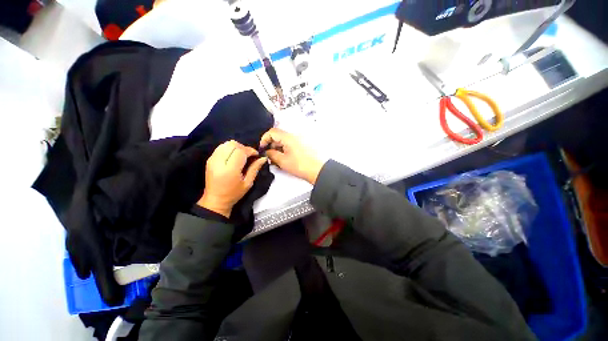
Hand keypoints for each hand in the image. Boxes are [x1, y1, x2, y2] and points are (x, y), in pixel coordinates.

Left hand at [197, 140, 267, 217]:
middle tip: (249, 155)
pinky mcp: (209, 159)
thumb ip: (255, 168)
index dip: (250, 150)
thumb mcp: (248, 183)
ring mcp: (212, 160)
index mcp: (230, 170)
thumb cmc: (234, 194)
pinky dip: (229, 148)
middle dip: (244, 147)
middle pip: (232, 144)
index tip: (256, 155)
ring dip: (236, 147)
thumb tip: (263, 158)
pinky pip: (221, 147)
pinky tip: (234, 156)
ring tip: (242, 155)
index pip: (240, 151)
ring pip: (226, 144)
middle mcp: (219, 162)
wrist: (215, 200)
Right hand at [259, 128, 323, 183]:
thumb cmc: (299, 166)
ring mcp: (298, 140)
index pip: (272, 132)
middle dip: (270, 144)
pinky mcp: (301, 146)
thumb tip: (266, 151)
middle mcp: (293, 136)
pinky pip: (289, 145)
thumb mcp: (282, 161)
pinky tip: (283, 159)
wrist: (316, 170)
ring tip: (276, 159)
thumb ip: (271, 154)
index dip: (264, 139)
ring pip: (283, 141)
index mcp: (288, 137)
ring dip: (277, 148)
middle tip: (268, 156)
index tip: (262, 149)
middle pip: (277, 136)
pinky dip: (284, 150)